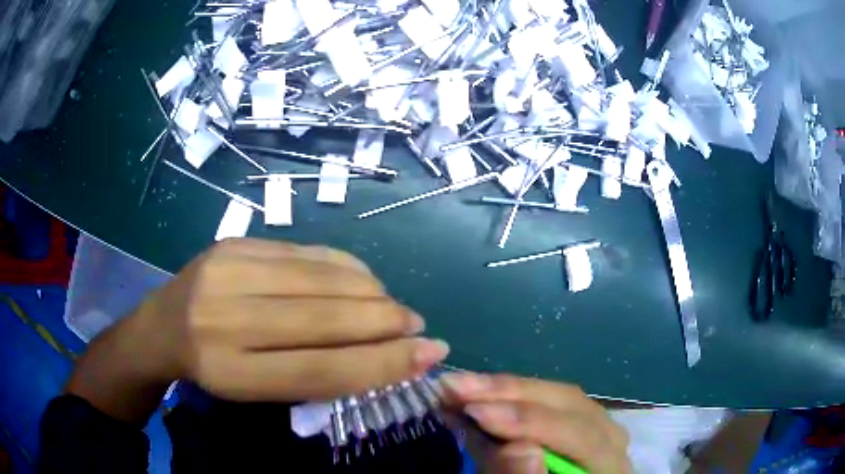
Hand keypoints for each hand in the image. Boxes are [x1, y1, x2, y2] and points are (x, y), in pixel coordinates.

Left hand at [133, 238, 449, 401]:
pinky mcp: (234, 243)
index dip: (382, 364)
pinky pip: (305, 252)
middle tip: (418, 327)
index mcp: (230, 374)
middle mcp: (224, 321)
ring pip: (320, 280)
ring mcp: (226, 272)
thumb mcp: (256, 391)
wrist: (160, 327)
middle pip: (324, 320)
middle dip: (385, 324)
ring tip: (395, 307)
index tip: (429, 356)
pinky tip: (364, 280)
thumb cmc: (212, 371)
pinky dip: (345, 267)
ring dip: (372, 293)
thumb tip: (385, 355)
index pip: (321, 370)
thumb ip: (314, 376)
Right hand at [442, 373, 629, 473]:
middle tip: (455, 386)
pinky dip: (515, 395)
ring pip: (558, 394)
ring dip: (508, 389)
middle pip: (569, 402)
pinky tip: (485, 393)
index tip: (474, 412)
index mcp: (610, 463)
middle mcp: (611, 435)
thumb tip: (519, 448)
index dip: (528, 421)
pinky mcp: (579, 418)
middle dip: (510, 392)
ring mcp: (598, 422)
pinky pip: (550, 399)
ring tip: (463, 386)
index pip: (579, 434)